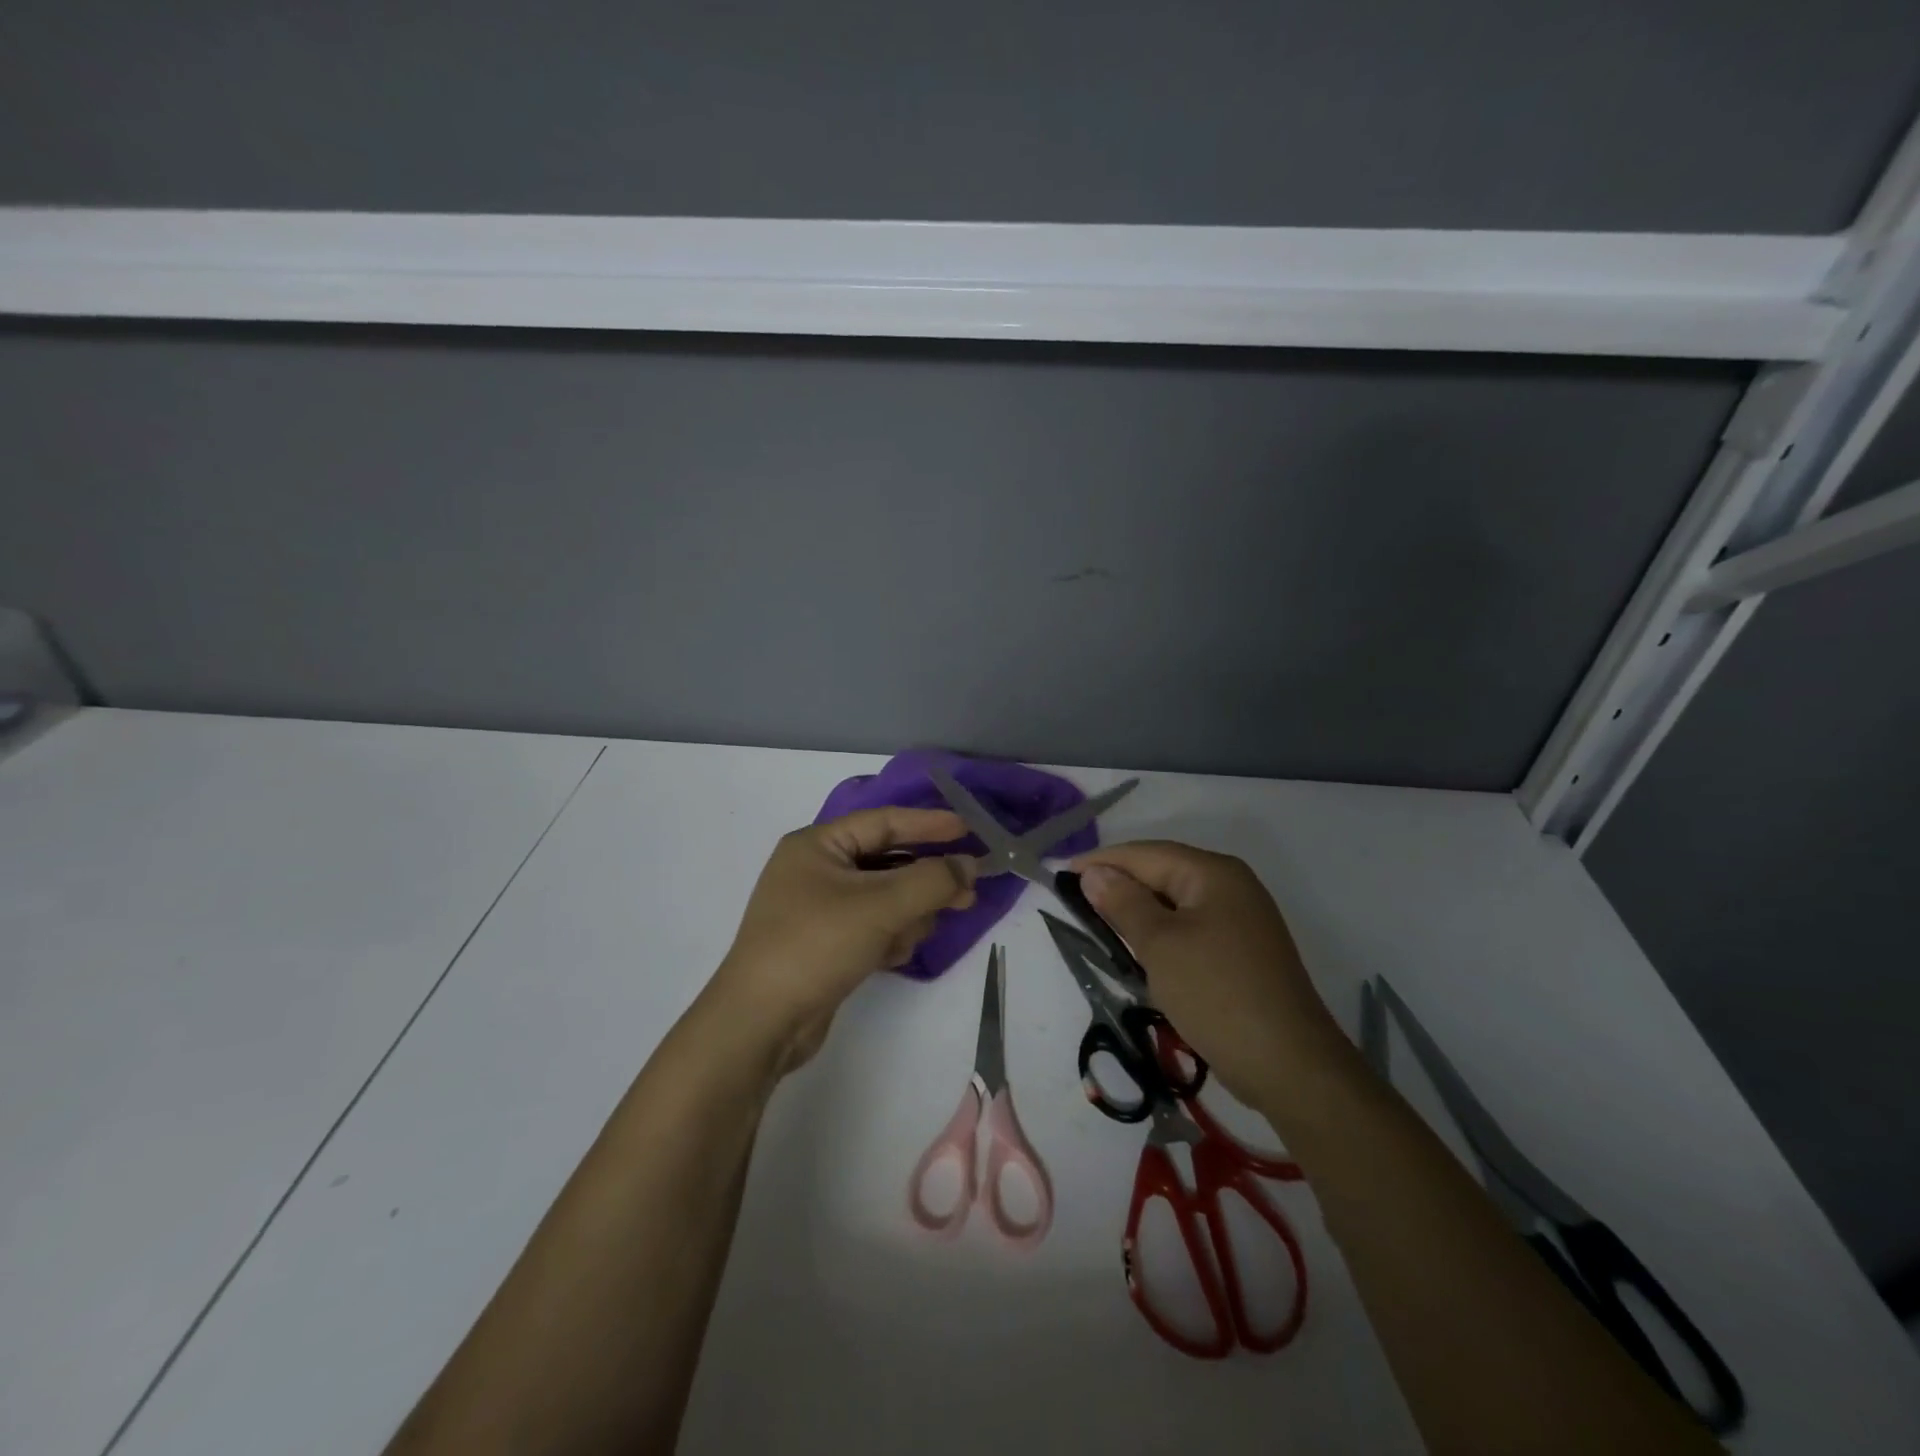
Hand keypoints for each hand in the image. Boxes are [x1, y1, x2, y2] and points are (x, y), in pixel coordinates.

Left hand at [707, 808, 976, 1074]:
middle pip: (888, 862)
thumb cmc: (816, 946)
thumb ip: (932, 880)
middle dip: (924, 880)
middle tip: (968, 893)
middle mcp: (816, 869)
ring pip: (885, 898)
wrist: (760, 1024)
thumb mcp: (880, 906)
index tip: (971, 830)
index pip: (884, 822)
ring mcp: (819, 909)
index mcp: (817, 845)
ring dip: (906, 915)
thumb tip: (969, 864)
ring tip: (913, 934)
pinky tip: (891, 957)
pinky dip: (888, 937)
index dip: (929, 824)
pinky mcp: (826, 943)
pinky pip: (872, 926)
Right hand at [1073, 841, 1347, 1113]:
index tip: (1061, 874)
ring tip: (1096, 921)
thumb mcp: (1160, 945)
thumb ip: (1123, 903)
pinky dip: (1160, 933)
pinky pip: (1190, 927)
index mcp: (1213, 873)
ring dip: (1137, 910)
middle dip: (1119, 883)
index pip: (1146, 854)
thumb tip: (1094, 873)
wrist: (1289, 1064)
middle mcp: (1231, 886)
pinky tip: (1138, 948)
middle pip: (1162, 873)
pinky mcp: (1241, 951)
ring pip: (1175, 903)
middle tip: (1073, 899)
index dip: (1101, 861)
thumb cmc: (1217, 993)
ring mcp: (1240, 920)